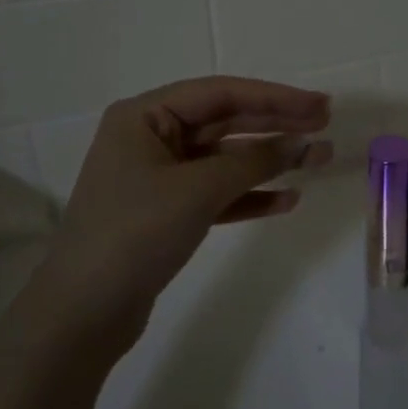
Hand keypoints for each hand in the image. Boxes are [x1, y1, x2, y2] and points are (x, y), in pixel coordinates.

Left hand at [41, 77, 333, 328]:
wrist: (82, 314)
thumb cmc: (135, 233)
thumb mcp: (198, 189)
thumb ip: (254, 162)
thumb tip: (303, 143)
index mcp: (145, 116)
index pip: (221, 94)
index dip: (274, 97)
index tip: (319, 104)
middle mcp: (151, 138)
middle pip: (226, 122)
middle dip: (277, 124)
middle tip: (325, 123)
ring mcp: (159, 177)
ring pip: (226, 159)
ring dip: (271, 160)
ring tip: (318, 159)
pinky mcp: (167, 213)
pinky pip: (218, 193)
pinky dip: (250, 195)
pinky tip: (287, 199)